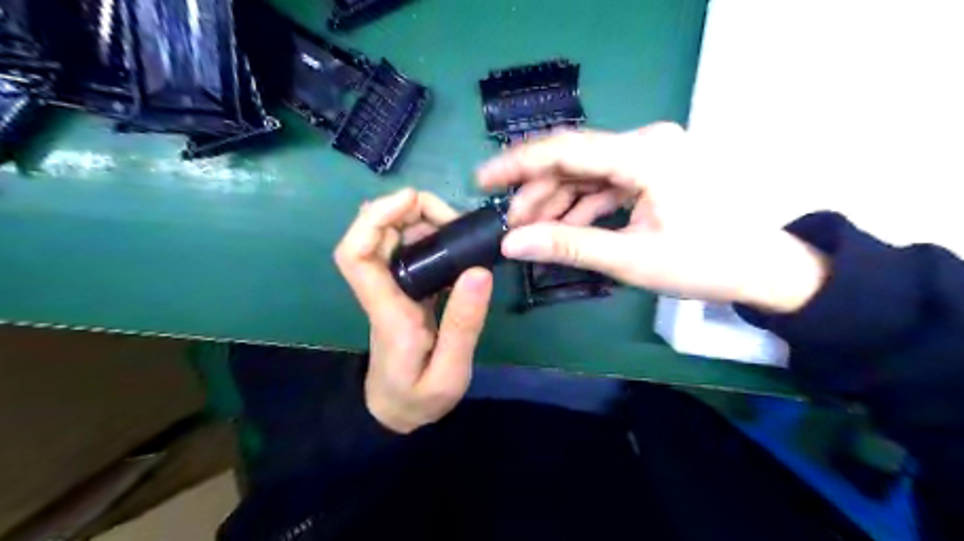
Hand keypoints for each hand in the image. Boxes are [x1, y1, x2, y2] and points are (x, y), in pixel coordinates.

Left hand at [336, 188, 492, 432]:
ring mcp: (391, 290)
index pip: (356, 255)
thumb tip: (478, 270)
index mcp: (387, 311)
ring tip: (456, 226)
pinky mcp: (404, 291)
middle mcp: (382, 292)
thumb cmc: (419, 398)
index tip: (411, 199)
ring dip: (417, 221)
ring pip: (389, 239)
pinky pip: (406, 252)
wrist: (396, 413)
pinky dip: (425, 235)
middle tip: (451, 217)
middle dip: (405, 211)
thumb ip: (463, 325)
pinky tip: (451, 241)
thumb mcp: (450, 373)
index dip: (375, 218)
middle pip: (371, 236)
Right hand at [475, 123, 828, 312]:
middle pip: (573, 161)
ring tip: (533, 233)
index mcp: (644, 154)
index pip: (566, 148)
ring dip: (557, 202)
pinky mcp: (652, 171)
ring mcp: (650, 155)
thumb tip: (511, 242)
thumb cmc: (704, 262)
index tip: (481, 179)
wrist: (763, 268)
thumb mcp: (630, 258)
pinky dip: (581, 206)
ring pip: (586, 173)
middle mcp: (645, 142)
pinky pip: (605, 184)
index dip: (518, 163)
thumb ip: (567, 246)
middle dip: (537, 193)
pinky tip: (564, 229)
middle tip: (510, 226)